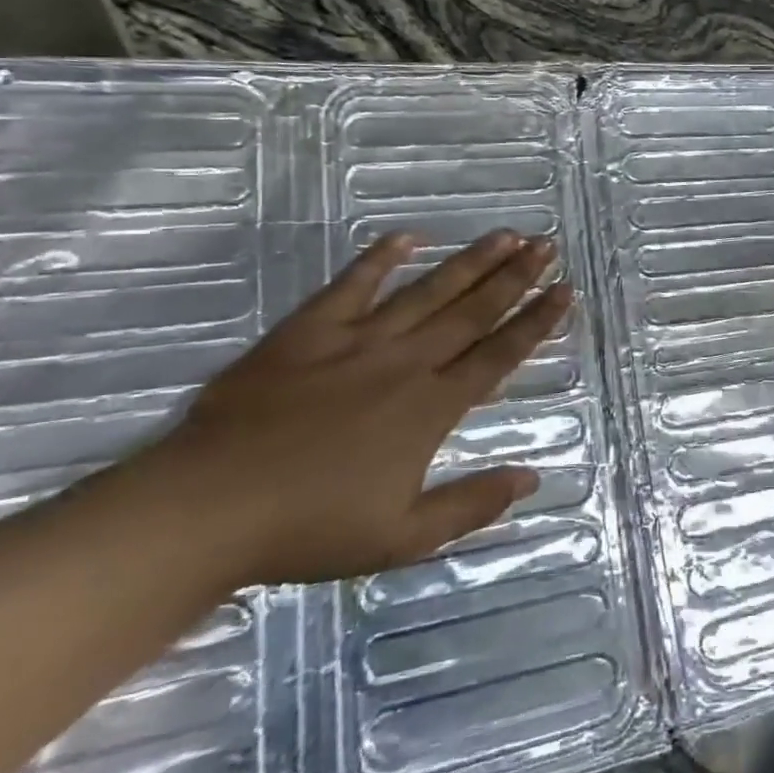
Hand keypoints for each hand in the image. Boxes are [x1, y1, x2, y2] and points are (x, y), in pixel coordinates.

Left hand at [131, 230, 571, 586]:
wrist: (209, 507)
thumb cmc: (309, 529)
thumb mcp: (402, 537)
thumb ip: (471, 505)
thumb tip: (532, 477)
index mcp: (430, 408)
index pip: (499, 355)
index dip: (535, 322)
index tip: (564, 292)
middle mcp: (405, 363)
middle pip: (472, 312)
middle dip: (515, 277)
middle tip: (547, 245)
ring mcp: (357, 341)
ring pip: (427, 291)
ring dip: (470, 262)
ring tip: (505, 235)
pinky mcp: (309, 331)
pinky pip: (352, 285)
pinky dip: (380, 259)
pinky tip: (409, 236)